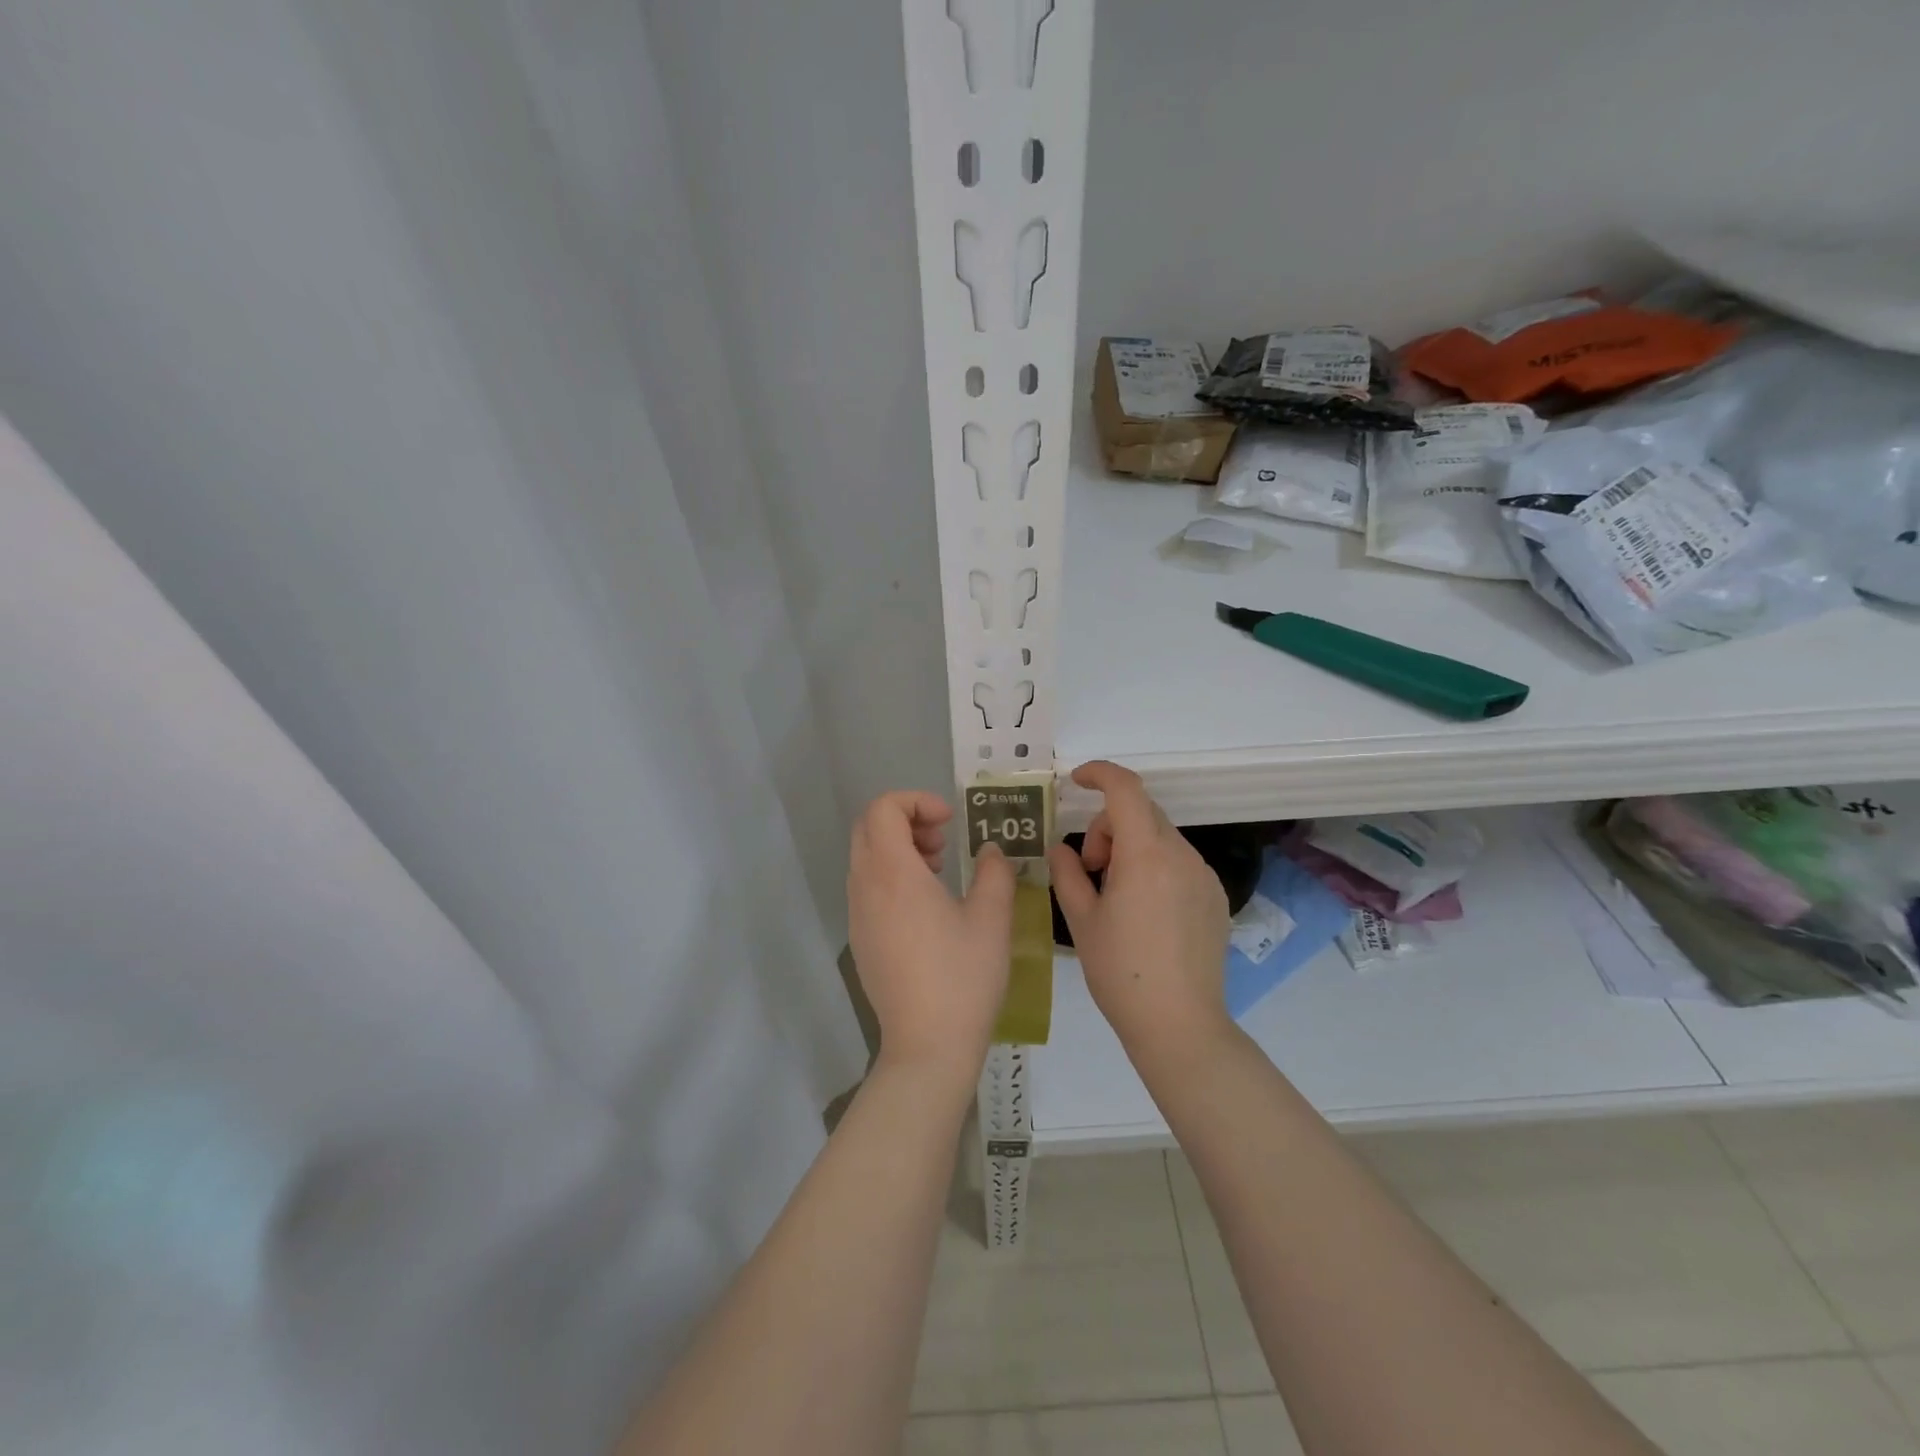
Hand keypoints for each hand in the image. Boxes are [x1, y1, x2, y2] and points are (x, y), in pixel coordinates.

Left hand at [848, 791, 1014, 1093]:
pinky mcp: (860, 939)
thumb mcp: (992, 919)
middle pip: (868, 828)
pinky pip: (867, 887)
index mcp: (893, 874)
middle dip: (906, 820)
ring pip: (866, 857)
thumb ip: (994, 872)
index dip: (916, 801)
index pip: (883, 809)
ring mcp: (858, 915)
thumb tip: (990, 851)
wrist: (927, 1046)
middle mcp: (865, 887)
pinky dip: (892, 876)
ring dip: (899, 848)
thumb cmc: (962, 976)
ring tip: (940, 871)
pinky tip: (927, 907)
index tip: (950, 822)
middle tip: (943, 843)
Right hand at [1048, 762, 1231, 1065]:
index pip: (1125, 789)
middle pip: (1140, 812)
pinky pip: (1178, 861)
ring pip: (1159, 836)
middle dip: (1107, 827)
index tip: (1075, 782)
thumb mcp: (1081, 920)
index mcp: (1146, 855)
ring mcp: (1203, 875)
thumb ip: (1067, 873)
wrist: (1179, 1024)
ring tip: (1115, 894)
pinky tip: (1144, 910)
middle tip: (1090, 869)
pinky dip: (1154, 865)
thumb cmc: (1120, 972)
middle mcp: (1181, 855)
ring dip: (1130, 847)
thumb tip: (1061, 848)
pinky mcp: (1215, 896)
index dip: (1099, 774)